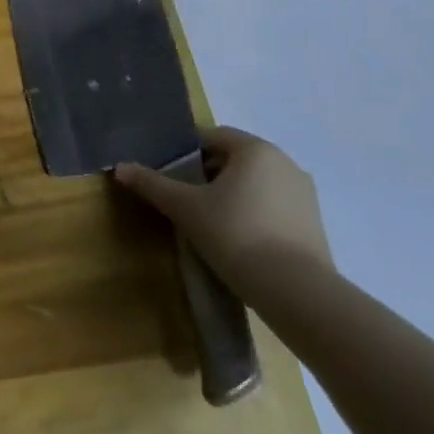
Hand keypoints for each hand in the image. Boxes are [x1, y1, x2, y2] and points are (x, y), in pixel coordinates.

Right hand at [114, 127, 332, 289]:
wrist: (299, 295)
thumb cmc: (237, 235)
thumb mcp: (186, 208)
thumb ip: (152, 184)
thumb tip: (119, 167)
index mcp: (256, 149)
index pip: (211, 137)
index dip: (184, 153)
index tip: (168, 175)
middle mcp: (285, 163)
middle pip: (232, 160)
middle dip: (205, 175)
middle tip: (183, 200)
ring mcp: (304, 196)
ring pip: (253, 185)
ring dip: (229, 197)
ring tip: (208, 223)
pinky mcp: (314, 226)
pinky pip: (272, 208)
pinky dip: (251, 216)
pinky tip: (236, 241)